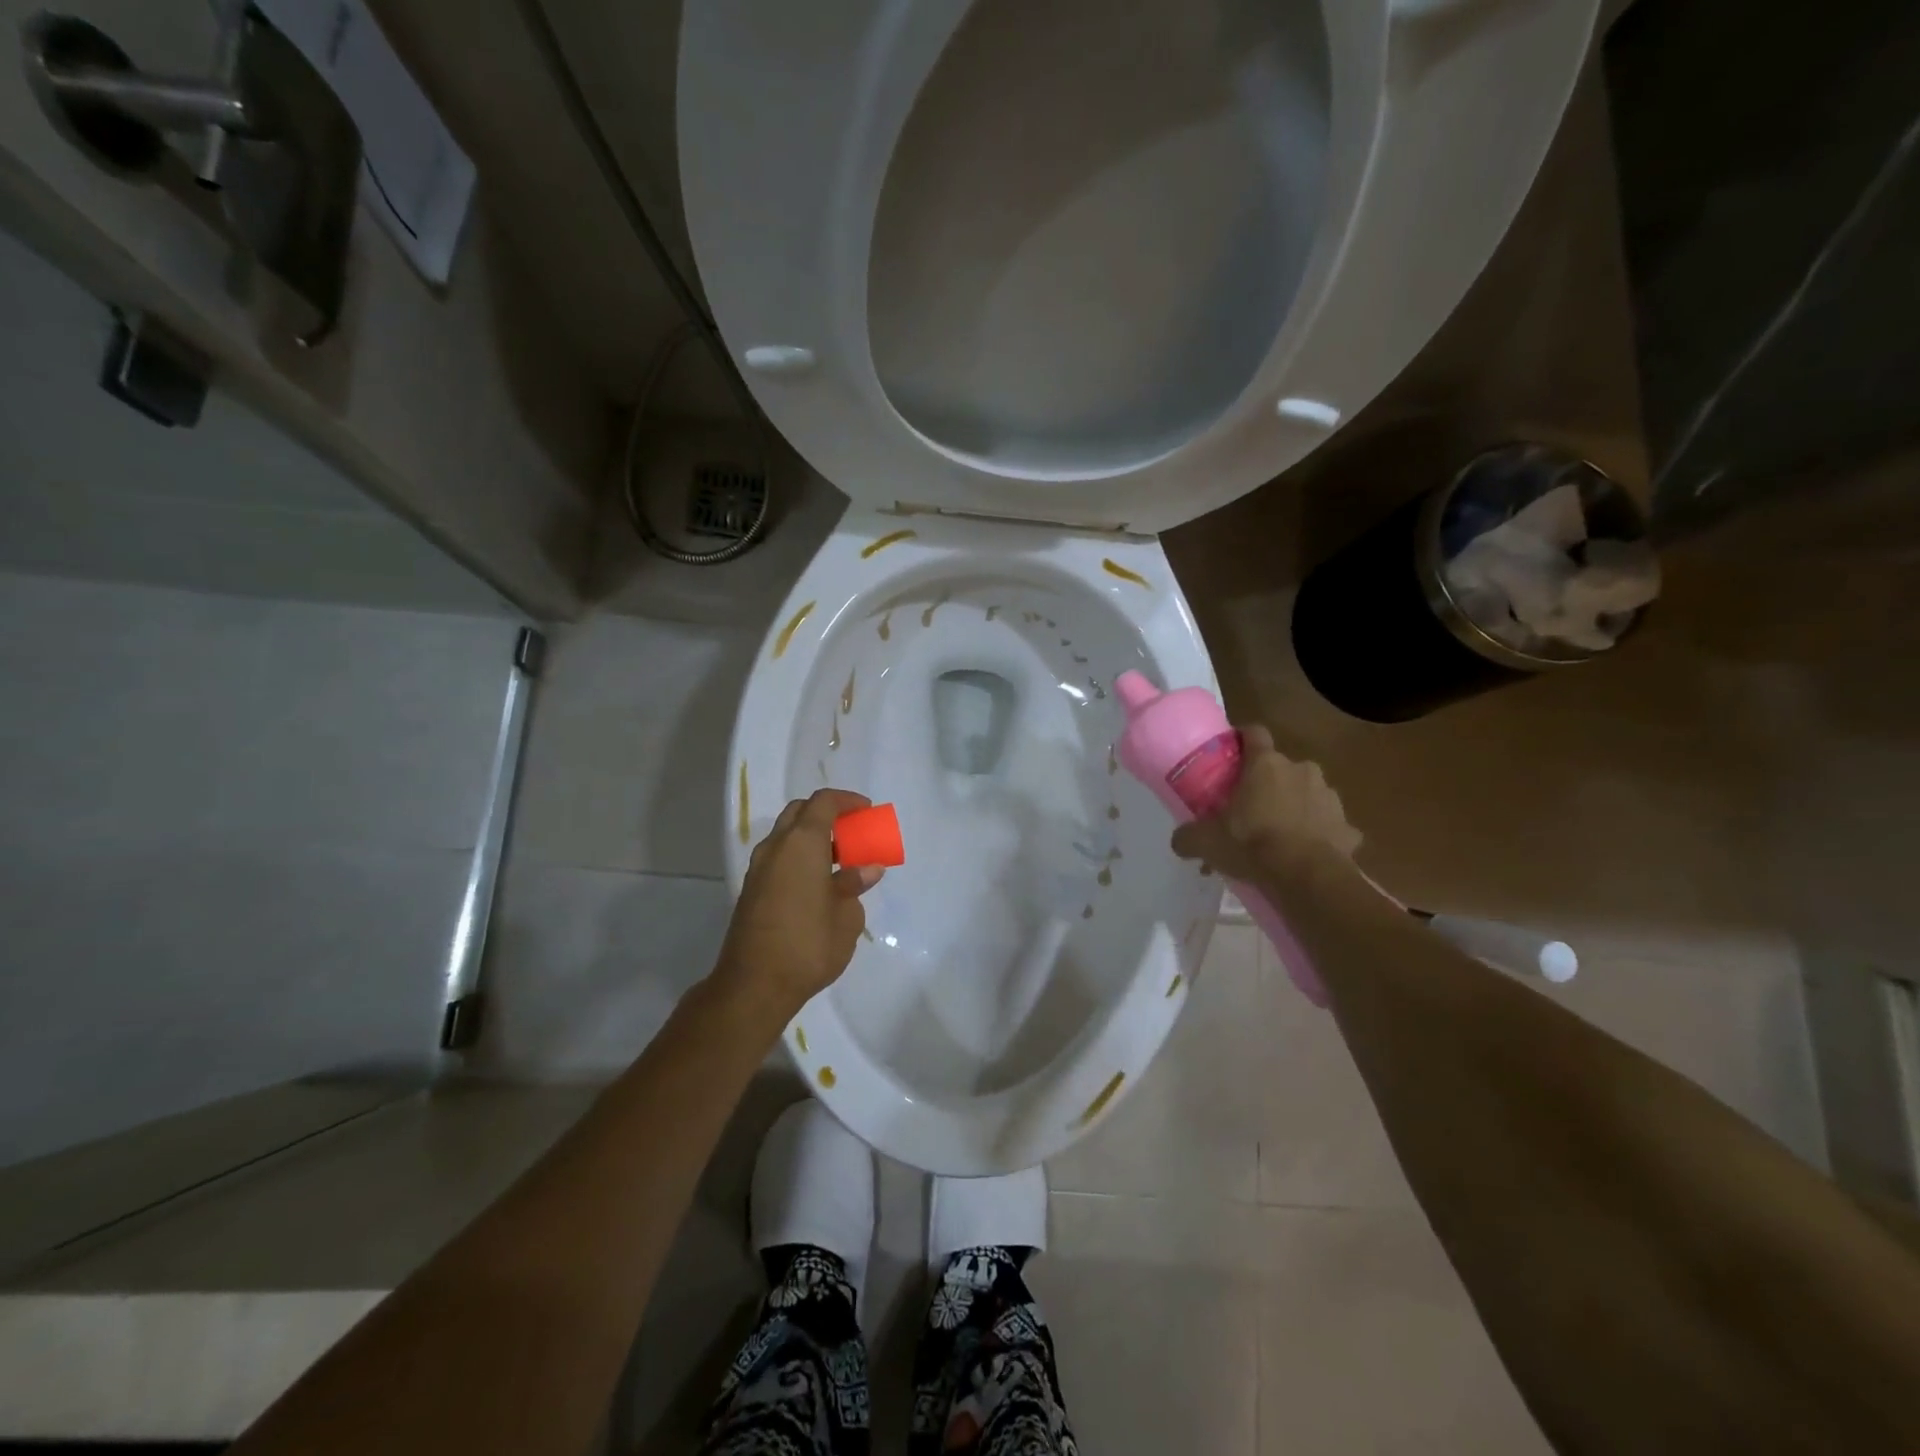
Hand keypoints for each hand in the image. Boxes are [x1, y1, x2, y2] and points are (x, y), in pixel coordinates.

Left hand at [715, 789, 883, 1018]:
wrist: (754, 985)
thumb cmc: (809, 945)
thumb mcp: (847, 916)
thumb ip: (855, 885)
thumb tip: (866, 869)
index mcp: (801, 843)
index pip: (823, 803)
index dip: (847, 801)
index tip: (867, 811)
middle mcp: (776, 847)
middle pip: (800, 813)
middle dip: (827, 815)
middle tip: (853, 832)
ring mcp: (759, 869)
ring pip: (786, 836)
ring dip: (813, 838)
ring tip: (841, 861)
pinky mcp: (751, 891)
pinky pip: (779, 858)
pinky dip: (800, 857)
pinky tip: (819, 884)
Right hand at [1169, 725, 1362, 887]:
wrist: (1306, 877)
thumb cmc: (1252, 844)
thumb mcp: (1206, 841)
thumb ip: (1188, 836)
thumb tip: (1179, 841)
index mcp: (1266, 765)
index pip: (1254, 733)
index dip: (1242, 738)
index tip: (1232, 751)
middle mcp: (1301, 771)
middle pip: (1282, 767)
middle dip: (1269, 783)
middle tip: (1251, 808)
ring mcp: (1330, 797)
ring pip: (1309, 794)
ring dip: (1296, 807)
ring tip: (1280, 836)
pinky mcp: (1349, 828)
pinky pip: (1331, 826)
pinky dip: (1320, 835)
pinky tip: (1307, 854)